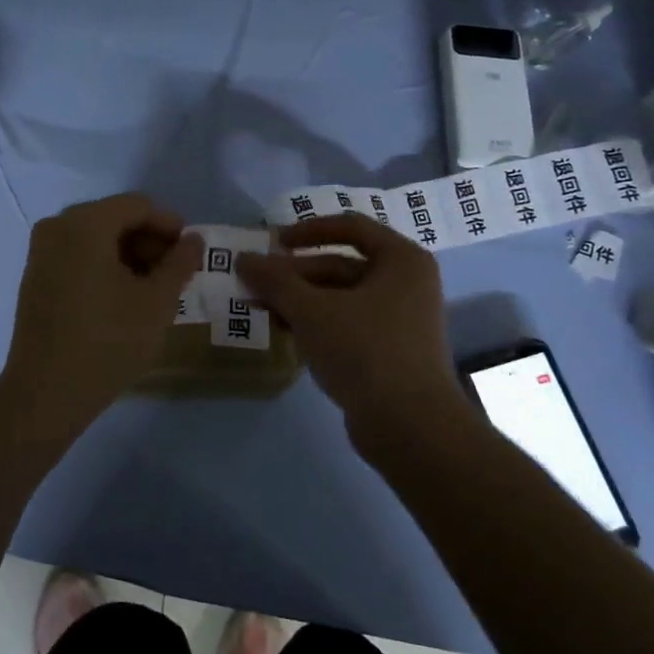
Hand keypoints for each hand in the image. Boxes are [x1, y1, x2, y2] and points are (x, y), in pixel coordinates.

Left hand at [0, 193, 200, 435]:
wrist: (46, 392)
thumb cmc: (108, 342)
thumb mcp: (157, 302)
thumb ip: (180, 263)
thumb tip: (193, 240)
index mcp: (85, 223)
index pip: (138, 206)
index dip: (169, 225)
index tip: (191, 254)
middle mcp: (58, 226)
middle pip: (115, 218)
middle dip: (149, 241)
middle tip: (175, 274)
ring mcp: (41, 251)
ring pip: (96, 237)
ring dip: (128, 255)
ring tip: (152, 289)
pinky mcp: (35, 276)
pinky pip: (76, 255)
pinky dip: (103, 265)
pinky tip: (122, 297)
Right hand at [237, 214, 463, 438]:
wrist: (411, 427)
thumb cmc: (365, 351)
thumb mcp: (312, 310)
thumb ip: (275, 281)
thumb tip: (243, 259)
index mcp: (401, 260)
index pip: (350, 227)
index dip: (307, 230)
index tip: (272, 242)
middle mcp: (406, 284)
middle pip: (341, 265)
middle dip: (294, 274)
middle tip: (255, 283)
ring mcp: (400, 320)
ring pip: (340, 298)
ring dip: (300, 300)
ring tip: (259, 308)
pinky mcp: (389, 352)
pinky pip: (347, 325)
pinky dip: (316, 324)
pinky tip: (284, 332)